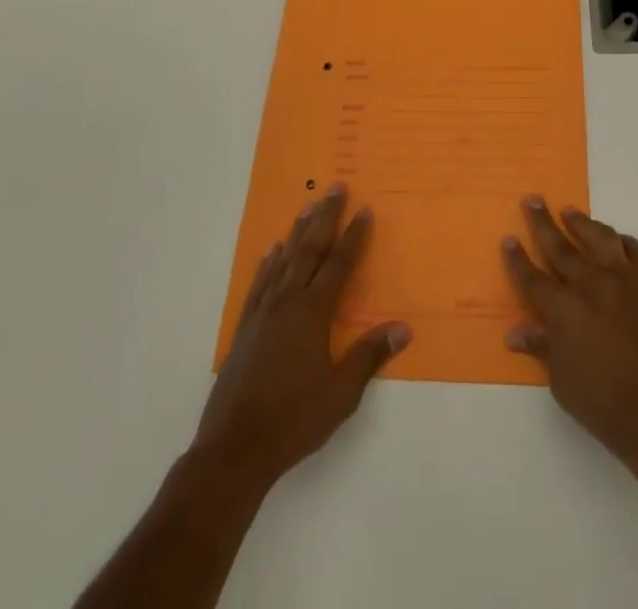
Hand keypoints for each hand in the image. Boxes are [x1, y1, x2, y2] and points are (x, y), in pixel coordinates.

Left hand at [194, 183, 411, 489]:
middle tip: (336, 187)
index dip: (354, 236)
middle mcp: (288, 302)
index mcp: (313, 313)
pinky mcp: (244, 328)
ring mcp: (263, 313)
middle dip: (325, 217)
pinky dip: (267, 263)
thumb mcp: (341, 393)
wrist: (234, 449)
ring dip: (298, 231)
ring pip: (284, 260)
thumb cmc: (294, 420)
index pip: (339, 264)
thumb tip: (403, 328)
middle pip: (310, 250)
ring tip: (308, 204)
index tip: (365, 209)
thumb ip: (369, 356)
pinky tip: (272, 251)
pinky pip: (259, 284)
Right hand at [502, 196, 637, 473]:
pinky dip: (621, 241)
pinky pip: (634, 249)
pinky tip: (616, 240)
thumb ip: (543, 347)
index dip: (518, 259)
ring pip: (598, 237)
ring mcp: (623, 279)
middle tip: (533, 199)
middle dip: (543, 222)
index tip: (509, 239)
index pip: (532, 278)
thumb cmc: (605, 405)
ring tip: (570, 212)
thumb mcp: (562, 382)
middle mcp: (590, 284)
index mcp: (563, 309)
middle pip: (560, 246)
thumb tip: (516, 332)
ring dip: (581, 222)